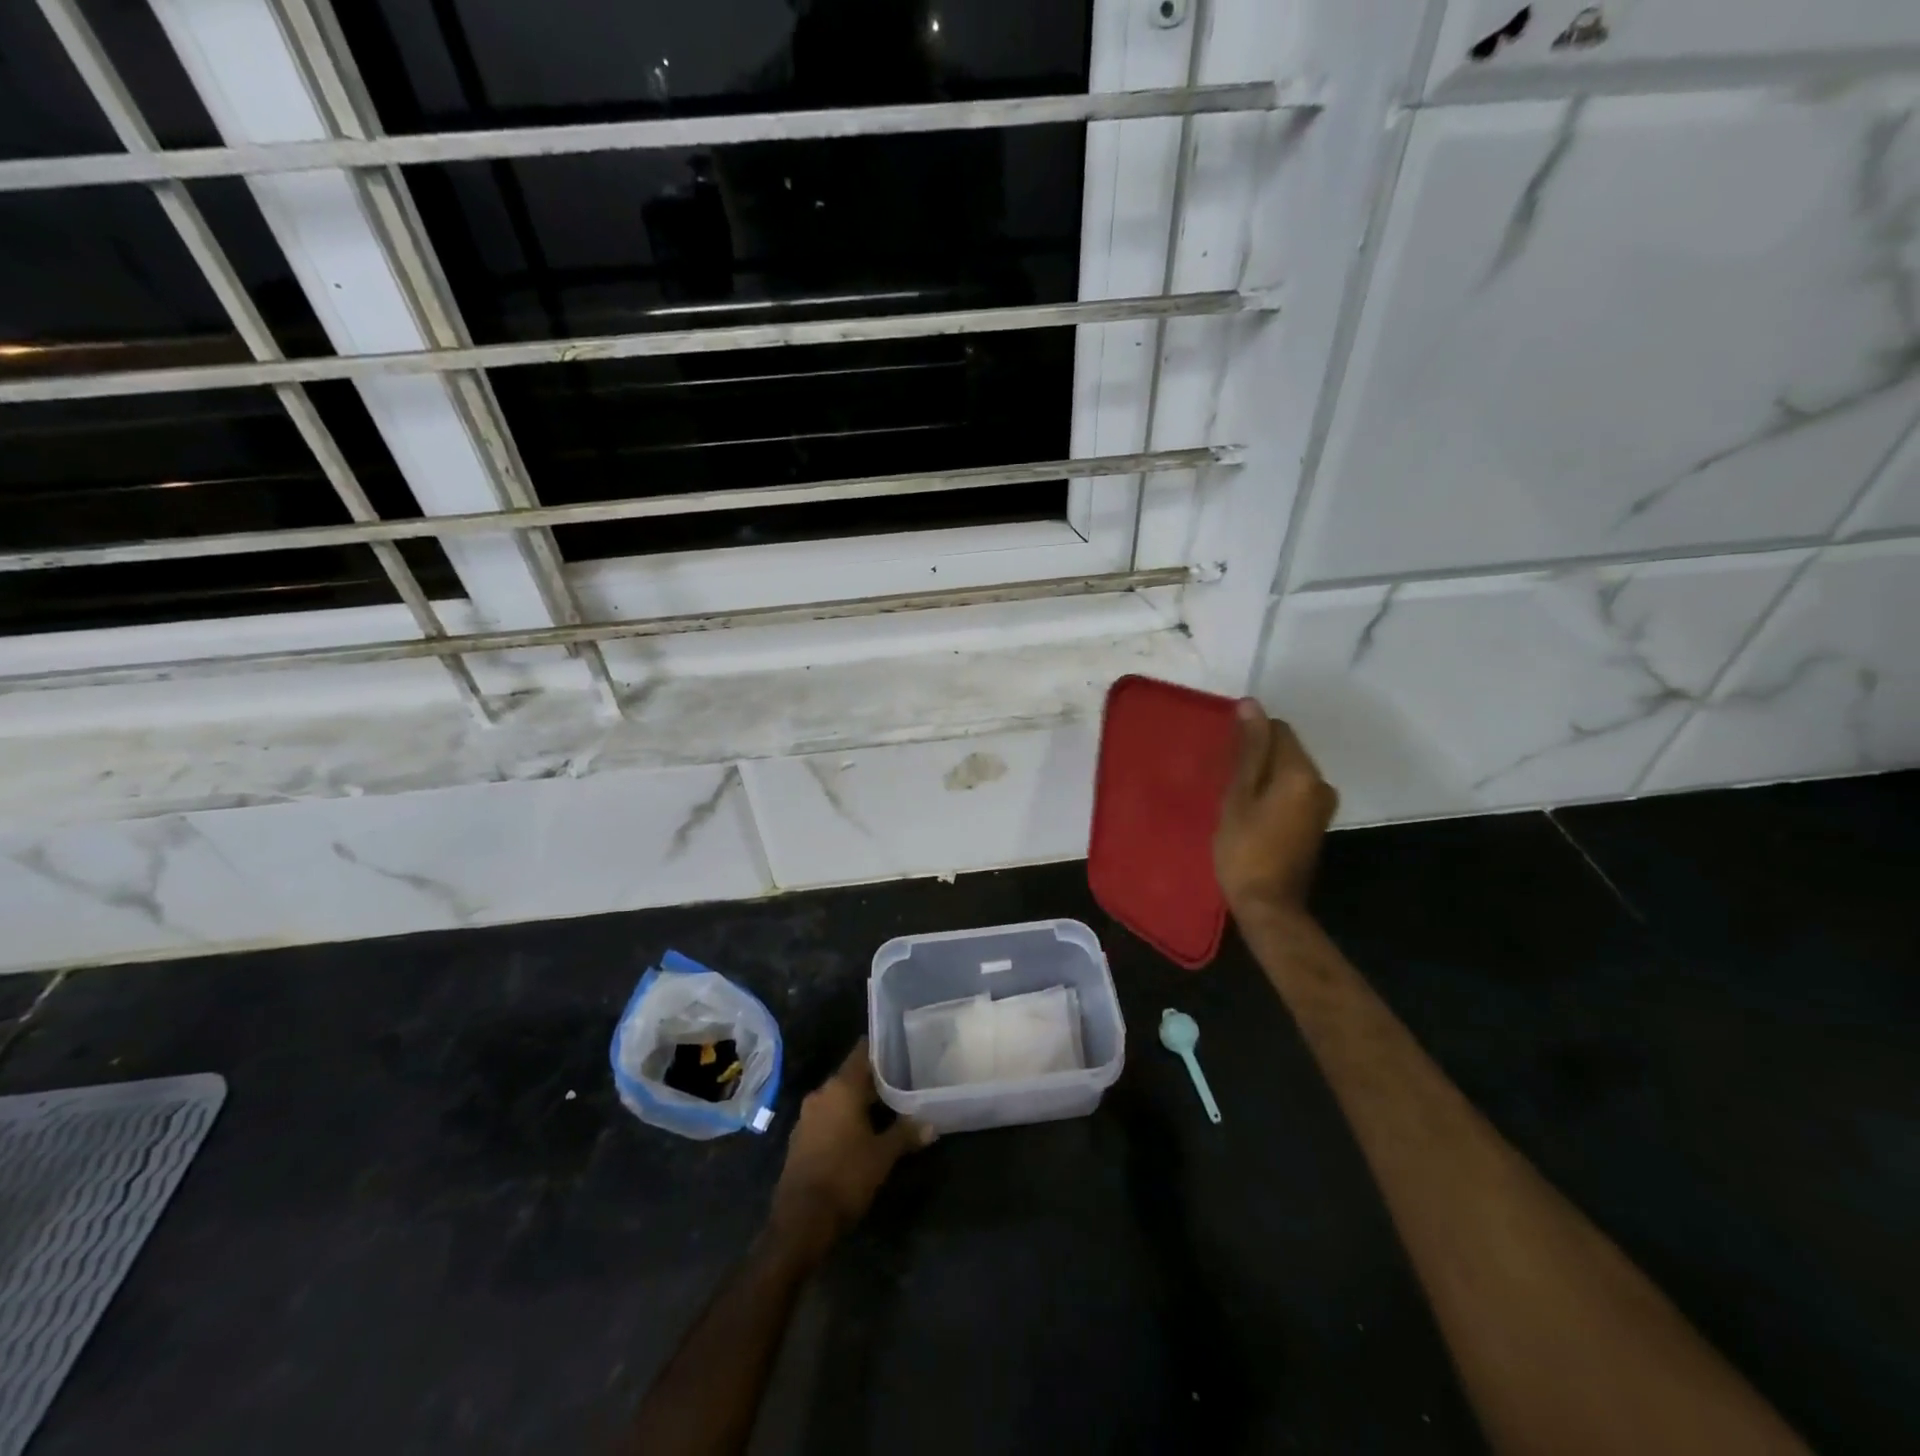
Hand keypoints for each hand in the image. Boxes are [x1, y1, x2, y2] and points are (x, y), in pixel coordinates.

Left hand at [769, 1039, 931, 1255]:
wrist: (802, 1219)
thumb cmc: (847, 1176)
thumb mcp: (883, 1155)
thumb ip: (906, 1134)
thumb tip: (932, 1125)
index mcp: (842, 1088)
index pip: (861, 1054)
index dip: (879, 1050)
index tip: (898, 1048)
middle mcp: (821, 1094)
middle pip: (850, 1076)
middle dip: (872, 1080)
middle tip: (900, 1082)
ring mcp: (807, 1116)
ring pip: (837, 1097)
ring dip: (857, 1101)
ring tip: (884, 1107)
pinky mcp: (800, 1138)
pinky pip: (826, 1116)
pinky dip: (842, 1118)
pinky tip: (859, 1131)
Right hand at [1213, 699, 1337, 918]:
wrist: (1268, 905)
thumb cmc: (1244, 849)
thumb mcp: (1238, 796)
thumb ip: (1248, 750)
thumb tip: (1251, 705)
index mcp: (1301, 772)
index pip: (1278, 729)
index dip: (1249, 737)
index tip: (1225, 758)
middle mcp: (1320, 782)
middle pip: (1286, 750)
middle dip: (1257, 756)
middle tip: (1225, 779)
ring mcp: (1321, 804)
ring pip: (1288, 772)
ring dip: (1263, 776)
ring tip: (1234, 796)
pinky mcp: (1315, 822)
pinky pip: (1292, 791)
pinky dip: (1272, 793)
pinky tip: (1250, 811)